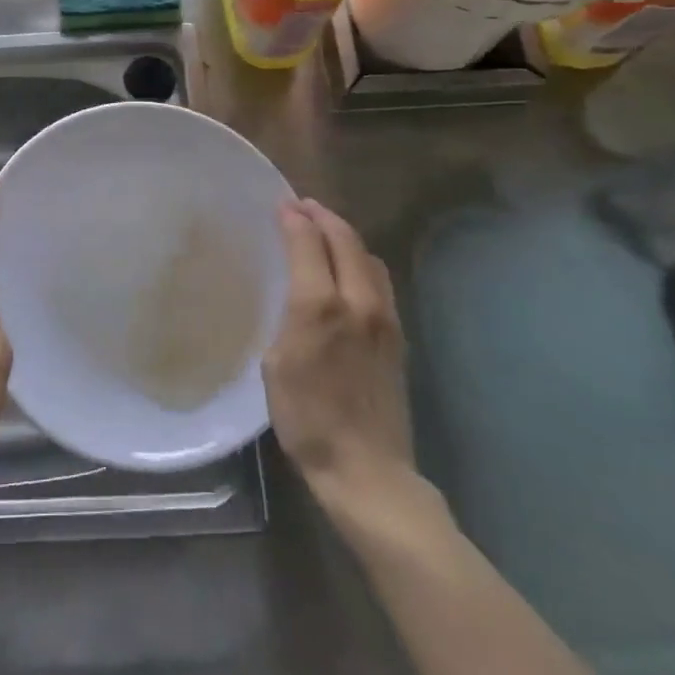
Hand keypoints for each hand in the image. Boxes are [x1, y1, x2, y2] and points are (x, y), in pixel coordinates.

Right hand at [262, 199, 413, 506]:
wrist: (367, 469)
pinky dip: (360, 259)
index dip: (294, 219)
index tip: (281, 205)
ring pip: (368, 256)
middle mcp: (358, 302)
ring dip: (344, 235)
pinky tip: (348, 268)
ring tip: (323, 230)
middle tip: (302, 206)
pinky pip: (379, 279)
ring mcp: (385, 318)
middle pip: (345, 240)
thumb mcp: (276, 364)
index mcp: (321, 307)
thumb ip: (288, 314)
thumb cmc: (306, 418)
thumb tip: (296, 286)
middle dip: (322, 217)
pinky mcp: (398, 336)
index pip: (309, 243)